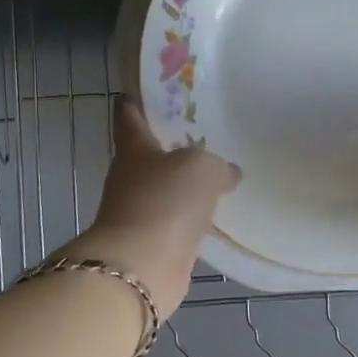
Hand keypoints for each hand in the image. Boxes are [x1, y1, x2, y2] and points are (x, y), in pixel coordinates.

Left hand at [68, 97, 239, 313]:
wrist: (142, 266)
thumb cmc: (165, 201)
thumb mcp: (201, 167)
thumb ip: (218, 165)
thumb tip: (228, 173)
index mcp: (134, 148)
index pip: (130, 115)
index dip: (138, 101)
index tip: (151, 90)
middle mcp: (130, 177)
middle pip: (149, 153)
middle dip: (171, 143)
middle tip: (204, 131)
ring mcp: (139, 211)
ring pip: (164, 188)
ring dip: (183, 183)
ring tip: (217, 172)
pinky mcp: (153, 242)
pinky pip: (176, 220)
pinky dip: (191, 216)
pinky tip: (214, 212)